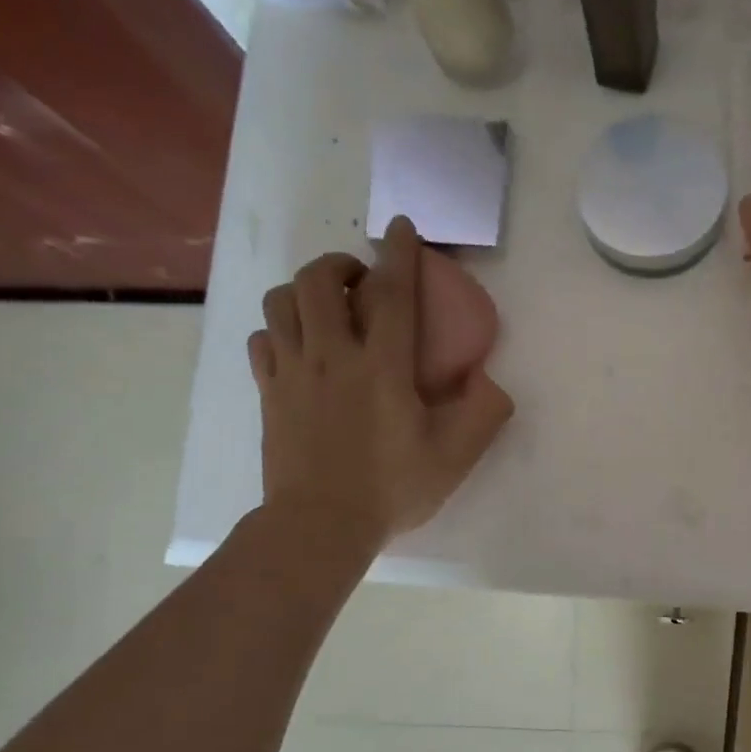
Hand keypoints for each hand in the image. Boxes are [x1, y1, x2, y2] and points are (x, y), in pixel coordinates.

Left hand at [248, 217, 513, 548]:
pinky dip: (278, 330)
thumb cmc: (392, 489)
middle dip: (339, 265)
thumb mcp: (455, 458)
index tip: (401, 227)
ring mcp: (292, 372)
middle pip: (317, 281)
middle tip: (358, 279)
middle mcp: (332, 356)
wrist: (320, 524)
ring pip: (280, 303)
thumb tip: (489, 382)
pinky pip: (261, 340)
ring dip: (303, 291)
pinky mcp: (268, 393)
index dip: (400, 254)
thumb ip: (482, 415)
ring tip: (324, 306)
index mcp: (382, 367)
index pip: (392, 293)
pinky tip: (297, 346)